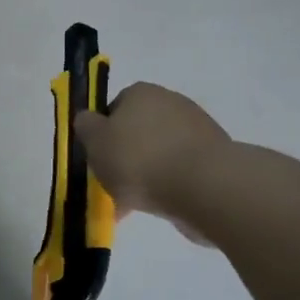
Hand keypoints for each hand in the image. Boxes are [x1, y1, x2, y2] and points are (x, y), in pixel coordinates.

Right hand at [73, 83, 228, 235]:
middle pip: (138, 131)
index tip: (99, 160)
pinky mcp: (213, 157)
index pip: (114, 109)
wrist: (203, 186)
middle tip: (114, 185)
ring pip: (159, 153)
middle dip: (126, 157)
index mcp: (141, 93)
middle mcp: (171, 102)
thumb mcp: (95, 141)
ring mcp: (196, 129)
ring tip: (135, 205)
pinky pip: (179, 170)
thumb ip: (86, 126)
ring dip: (146, 174)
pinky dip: (168, 186)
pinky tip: (158, 207)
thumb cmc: (140, 160)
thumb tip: (88, 119)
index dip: (103, 135)